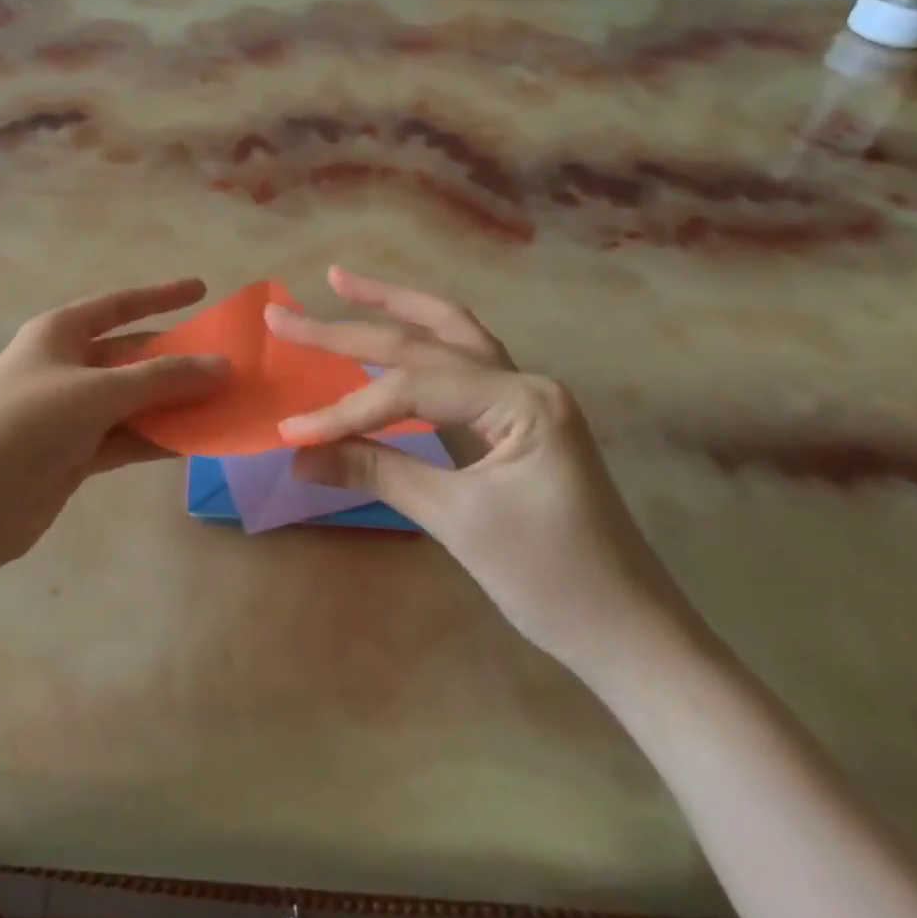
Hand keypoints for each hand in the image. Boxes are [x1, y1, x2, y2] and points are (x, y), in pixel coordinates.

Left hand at [0, 279, 226, 569]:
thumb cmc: (29, 421)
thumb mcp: (99, 391)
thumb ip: (163, 378)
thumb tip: (223, 365)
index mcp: (60, 333)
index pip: (120, 305)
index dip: (161, 295)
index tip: (202, 290)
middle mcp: (66, 366)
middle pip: (132, 355)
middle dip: (177, 359)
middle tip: (228, 363)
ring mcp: (70, 411)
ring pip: (133, 399)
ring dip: (173, 403)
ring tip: (225, 404)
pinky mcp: (74, 453)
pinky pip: (126, 436)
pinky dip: (157, 437)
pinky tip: (194, 441)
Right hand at [271, 267, 696, 683]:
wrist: (632, 635)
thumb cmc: (554, 582)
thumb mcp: (458, 523)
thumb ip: (377, 472)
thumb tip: (298, 454)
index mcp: (522, 398)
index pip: (412, 387)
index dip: (346, 410)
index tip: (292, 433)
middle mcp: (523, 380)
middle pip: (423, 342)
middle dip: (350, 328)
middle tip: (284, 315)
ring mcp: (521, 397)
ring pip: (447, 334)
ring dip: (393, 307)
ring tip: (342, 282)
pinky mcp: (511, 419)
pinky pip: (455, 367)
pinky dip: (414, 345)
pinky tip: (388, 331)